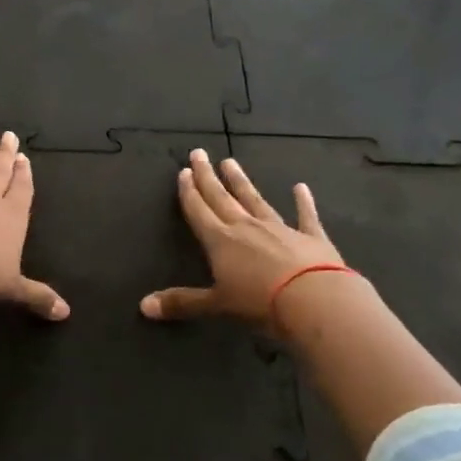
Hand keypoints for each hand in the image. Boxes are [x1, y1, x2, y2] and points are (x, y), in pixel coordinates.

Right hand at [140, 149, 344, 327]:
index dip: (189, 192)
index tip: (183, 172)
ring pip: (255, 200)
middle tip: (199, 153)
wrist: (316, 301)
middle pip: (221, 198)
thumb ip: (182, 303)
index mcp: (220, 241)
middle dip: (208, 177)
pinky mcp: (310, 237)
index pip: (199, 211)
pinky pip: (305, 215)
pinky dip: (303, 202)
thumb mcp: (216, 305)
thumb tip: (143, 306)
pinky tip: (301, 187)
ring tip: (231, 162)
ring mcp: (279, 229)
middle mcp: (246, 227)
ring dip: (241, 182)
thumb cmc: (260, 303)